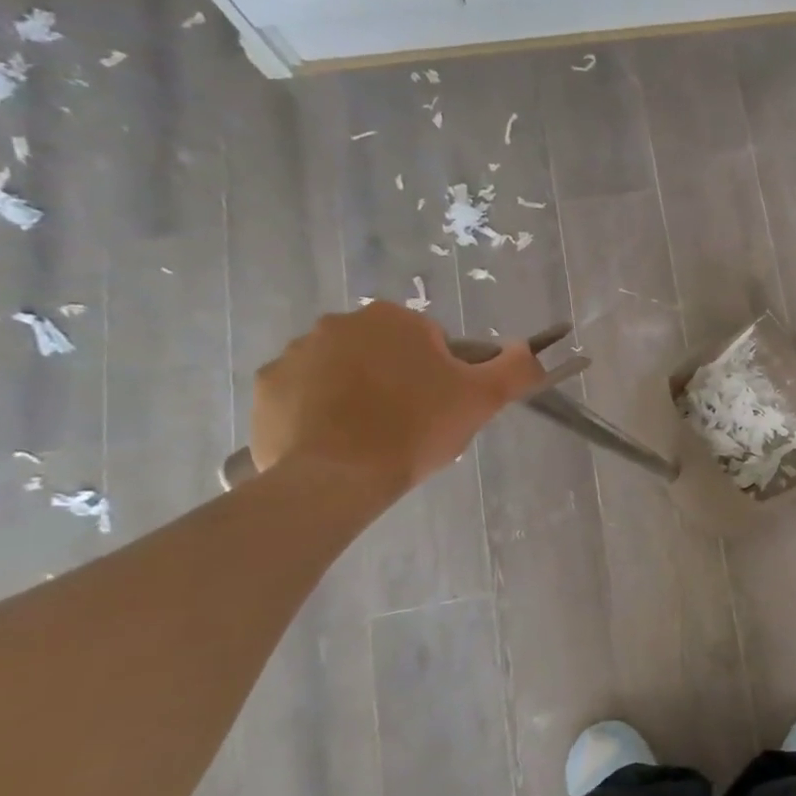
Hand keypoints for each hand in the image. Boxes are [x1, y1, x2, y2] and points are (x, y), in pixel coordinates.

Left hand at [250, 302, 545, 494]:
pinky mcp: (267, 389)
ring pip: (344, 372)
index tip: (443, 406)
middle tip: (413, 424)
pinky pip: (304, 395)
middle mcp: (338, 324)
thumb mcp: (483, 398)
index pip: (431, 342)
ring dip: (359, 394)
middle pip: (385, 353)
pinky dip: (320, 413)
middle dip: (399, 380)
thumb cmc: (416, 428)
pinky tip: (338, 443)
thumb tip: (528, 350)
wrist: (338, 477)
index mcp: (392, 319)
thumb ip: (515, 368)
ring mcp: (295, 354)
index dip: (443, 375)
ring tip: (374, 437)